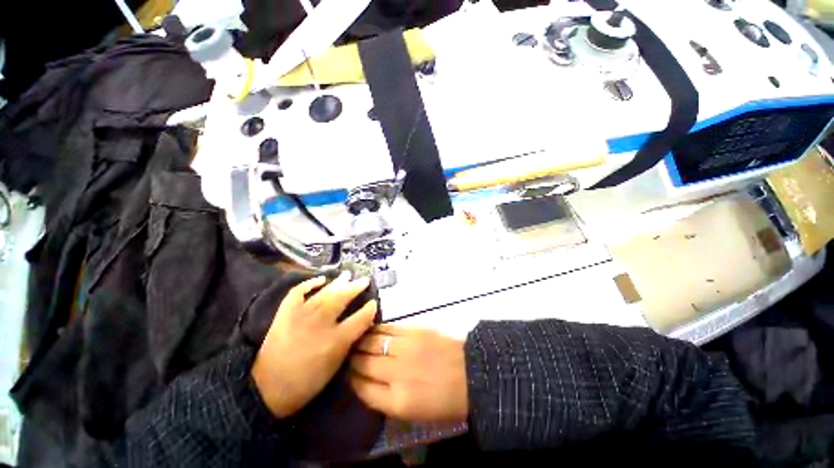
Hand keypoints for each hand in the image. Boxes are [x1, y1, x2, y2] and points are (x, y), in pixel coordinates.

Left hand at [252, 272, 377, 417]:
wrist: (268, 388)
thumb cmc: (307, 381)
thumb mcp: (336, 365)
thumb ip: (350, 341)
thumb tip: (361, 323)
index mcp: (336, 340)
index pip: (360, 318)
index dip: (370, 309)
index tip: (374, 302)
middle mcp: (321, 323)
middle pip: (342, 298)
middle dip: (356, 287)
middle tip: (364, 280)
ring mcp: (301, 314)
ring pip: (324, 292)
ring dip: (338, 282)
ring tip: (348, 275)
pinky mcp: (285, 312)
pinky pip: (298, 291)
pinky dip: (309, 283)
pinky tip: (320, 279)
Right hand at [349, 325, 467, 421]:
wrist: (471, 373)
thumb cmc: (444, 400)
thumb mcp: (414, 415)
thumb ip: (387, 400)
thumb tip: (366, 383)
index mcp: (398, 402)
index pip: (362, 389)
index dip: (352, 380)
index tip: (348, 373)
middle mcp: (397, 374)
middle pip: (364, 364)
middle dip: (352, 359)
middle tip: (348, 354)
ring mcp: (406, 348)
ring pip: (373, 342)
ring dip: (361, 341)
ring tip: (355, 339)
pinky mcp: (415, 331)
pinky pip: (389, 328)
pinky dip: (377, 329)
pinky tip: (371, 329)